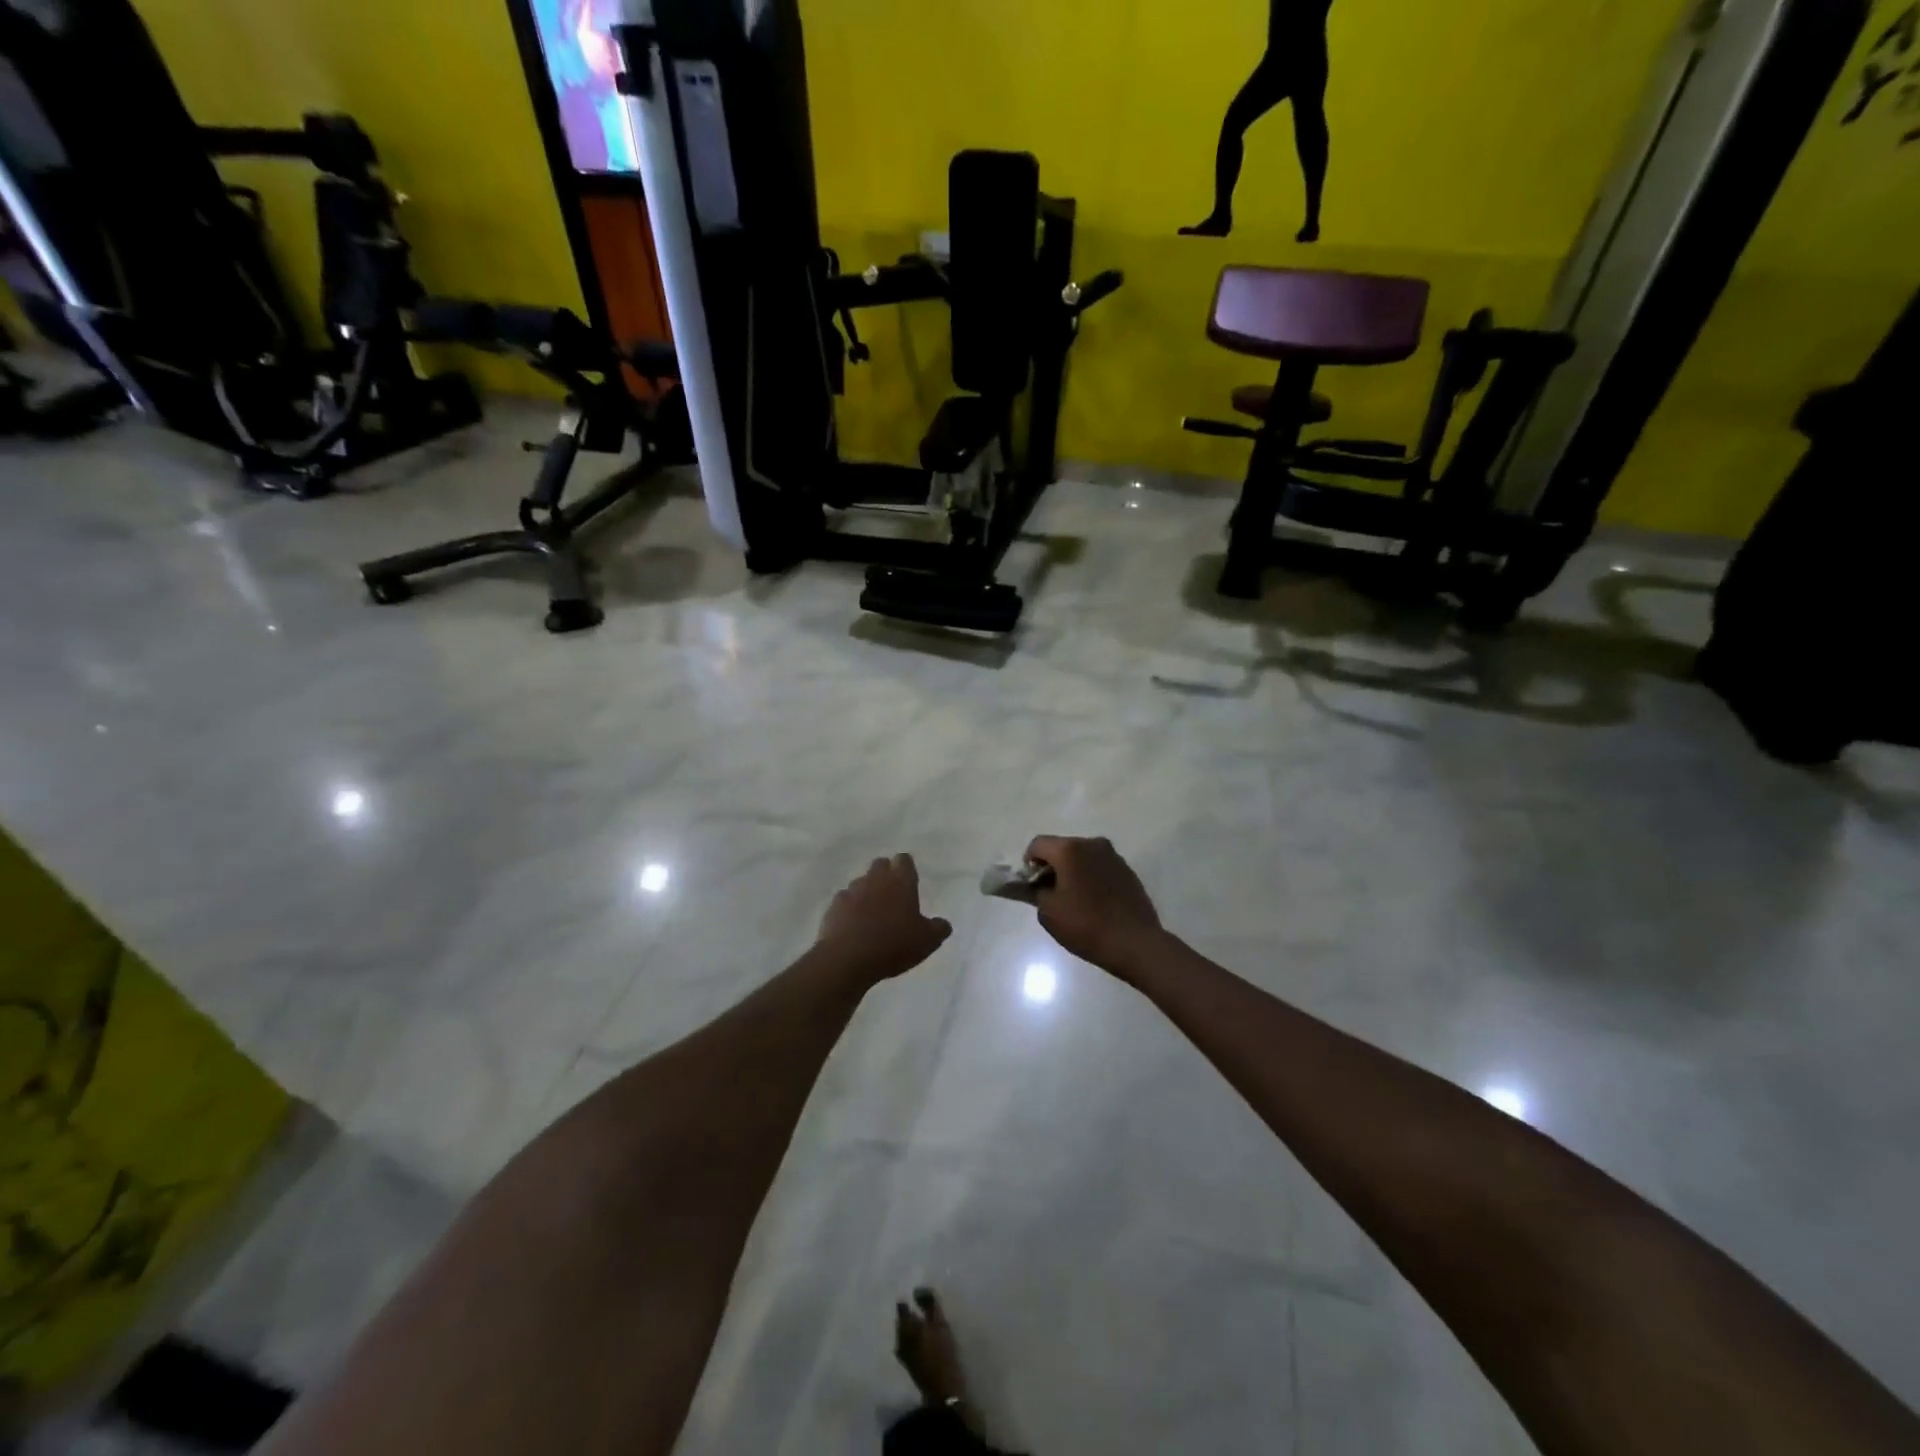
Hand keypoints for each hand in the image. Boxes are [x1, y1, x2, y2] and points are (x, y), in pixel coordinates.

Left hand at [815, 855, 952, 985]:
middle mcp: (876, 879)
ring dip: (867, 891)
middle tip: (893, 895)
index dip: (906, 867)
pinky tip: (853, 925)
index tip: (910, 879)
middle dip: (886, 874)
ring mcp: (852, 890)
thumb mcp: (927, 941)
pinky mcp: (834, 906)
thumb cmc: (893, 945)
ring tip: (872, 912)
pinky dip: (849, 908)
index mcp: (901, 882)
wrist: (847, 958)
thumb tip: (943, 924)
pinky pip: (844, 900)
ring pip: (861, 882)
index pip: (904, 860)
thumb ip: (938, 929)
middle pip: (880, 865)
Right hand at [1024, 836, 1164, 979]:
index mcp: (1070, 849)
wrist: (1135, 943)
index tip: (1033, 886)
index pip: (1037, 845)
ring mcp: (1113, 855)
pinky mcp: (1127, 870)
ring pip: (1082, 856)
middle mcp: (1092, 844)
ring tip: (1075, 899)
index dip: (1029, 864)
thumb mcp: (1049, 912)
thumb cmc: (1086, 926)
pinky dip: (1091, 877)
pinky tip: (1095, 902)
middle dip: (1052, 866)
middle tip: (1052, 894)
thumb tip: (1037, 885)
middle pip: (1061, 847)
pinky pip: (1100, 867)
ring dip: (1073, 871)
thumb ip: (1036, 891)